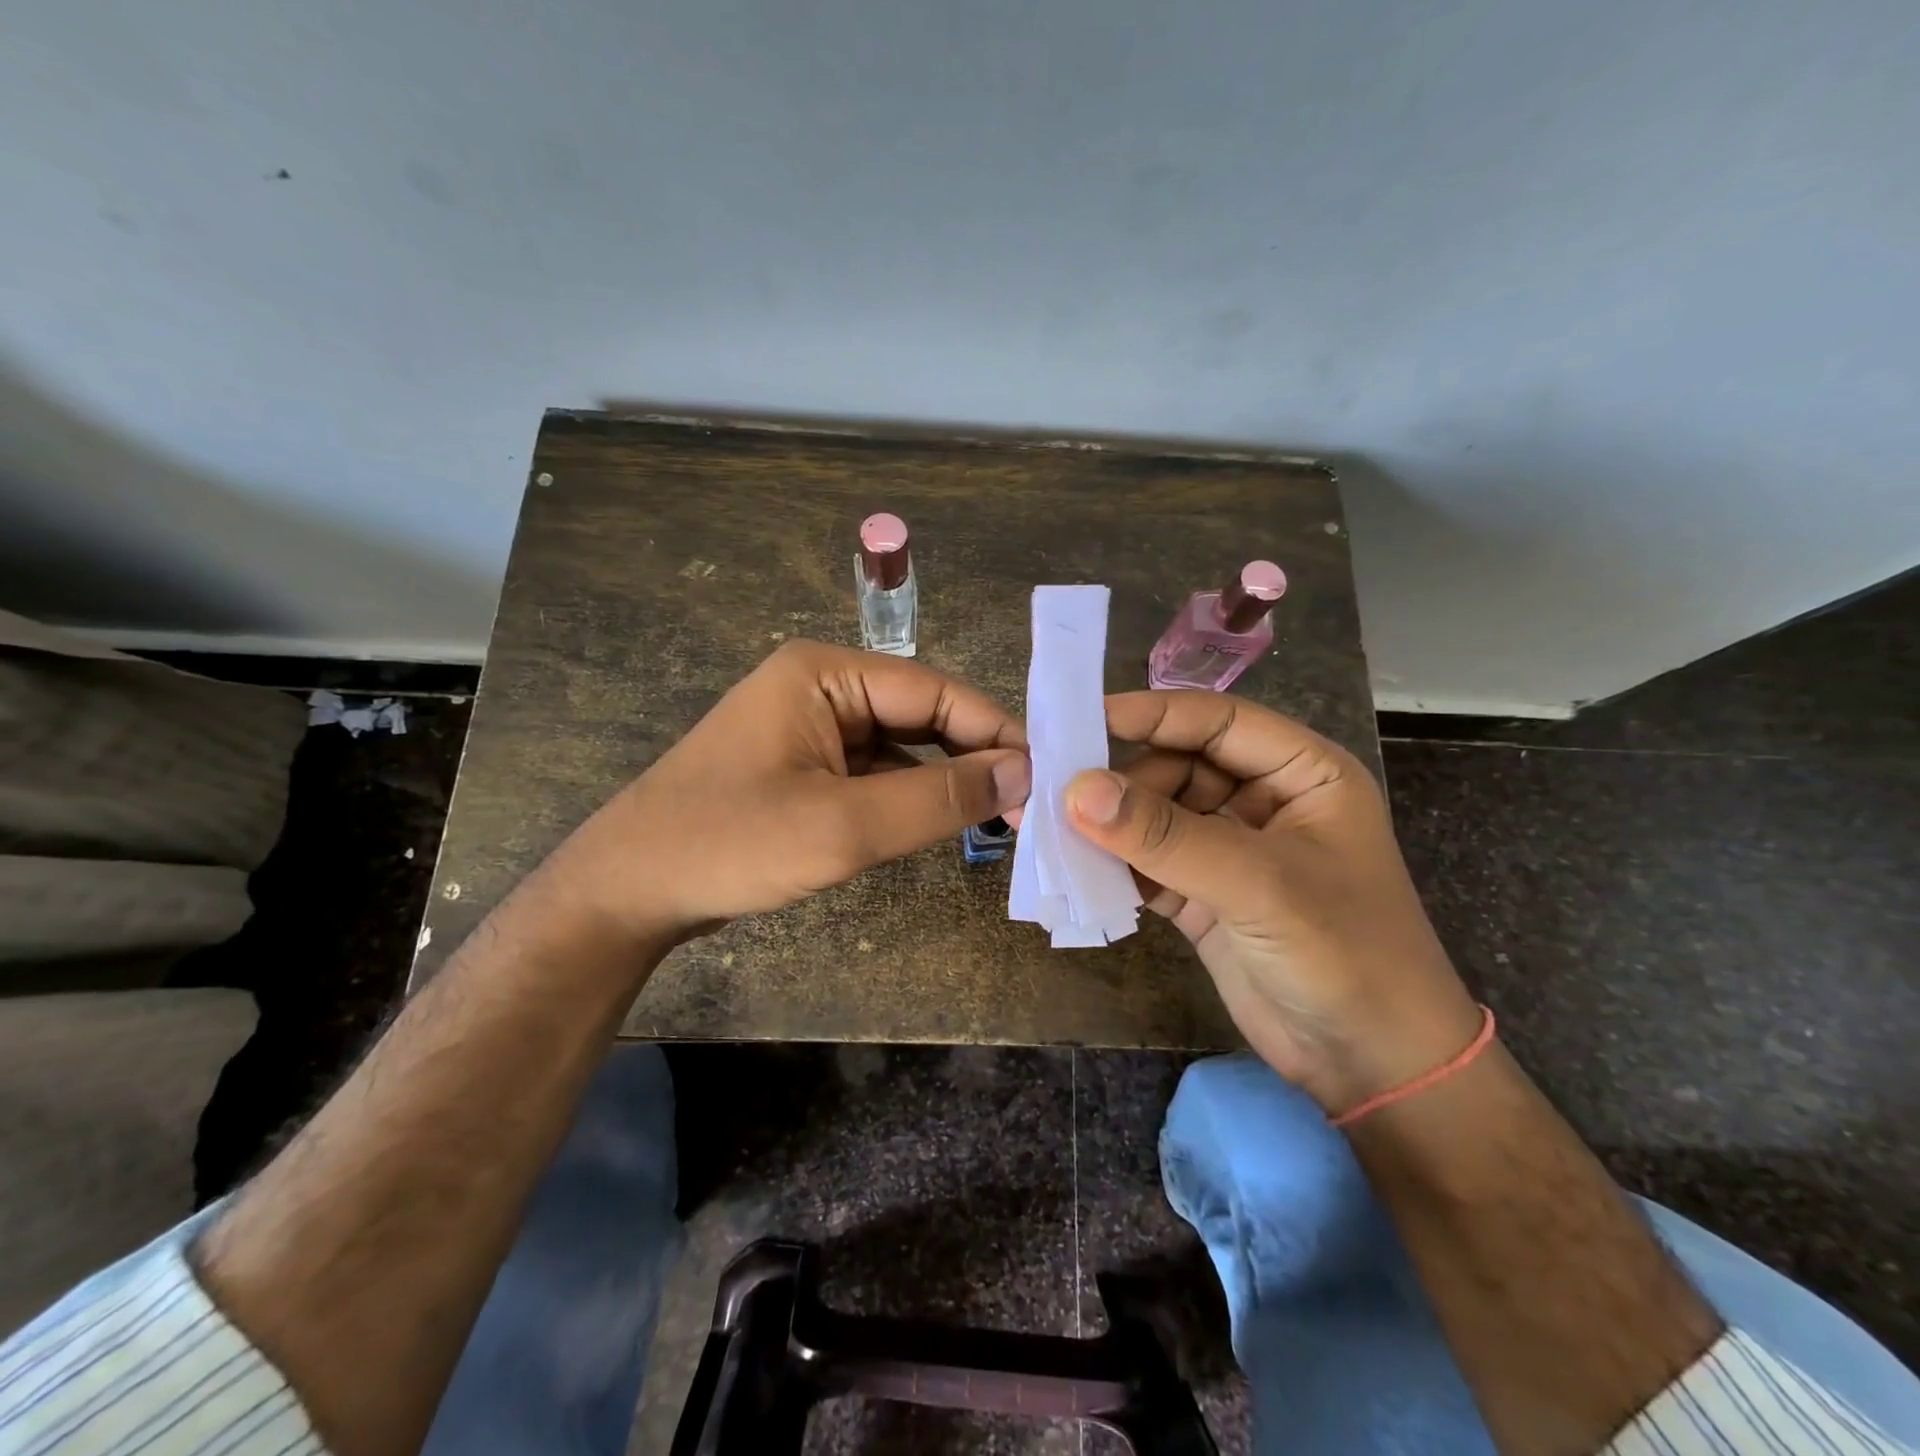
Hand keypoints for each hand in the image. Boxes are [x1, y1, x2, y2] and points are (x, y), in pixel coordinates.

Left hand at [549, 640, 1030, 949]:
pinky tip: (936, 822)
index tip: (1046, 775)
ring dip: (943, 780)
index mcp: (826, 672)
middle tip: (1027, 805)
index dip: (995, 731)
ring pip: (901, 745)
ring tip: (997, 817)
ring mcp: (810, 725)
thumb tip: (1024, 771)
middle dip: (972, 757)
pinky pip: (873, 770)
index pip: (935, 691)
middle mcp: (821, 685)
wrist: (627, 891)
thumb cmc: (730, 844)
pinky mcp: (803, 764)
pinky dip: (908, 796)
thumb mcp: (845, 825)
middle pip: (921, 714)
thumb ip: (939, 797)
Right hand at [1063, 691, 1480, 1114]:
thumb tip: (1075, 790)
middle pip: (1178, 767)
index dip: (1153, 715)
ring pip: (1156, 816)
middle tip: (1062, 795)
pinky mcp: (1203, 895)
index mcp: (1301, 773)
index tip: (1085, 720)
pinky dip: (1114, 865)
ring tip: (1055, 829)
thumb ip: (1164, 835)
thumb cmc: (1345, 954)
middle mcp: (1263, 801)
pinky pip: (1148, 863)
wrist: (1375, 1068)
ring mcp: (1231, 851)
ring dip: (1111, 824)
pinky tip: (1075, 867)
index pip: (1217, 722)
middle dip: (1124, 781)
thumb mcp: (1258, 884)